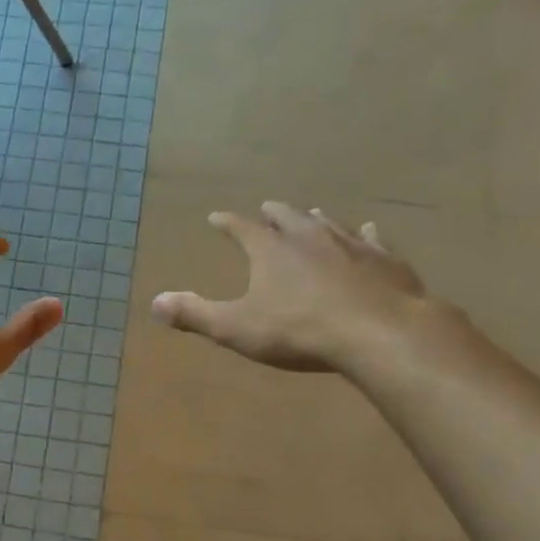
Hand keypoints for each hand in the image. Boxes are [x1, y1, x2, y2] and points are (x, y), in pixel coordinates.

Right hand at [152, 202, 433, 375]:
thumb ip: (196, 314)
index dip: (227, 223)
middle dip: (273, 213)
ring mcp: (351, 245)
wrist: (378, 333)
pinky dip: (365, 234)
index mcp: (271, 250)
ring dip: (315, 218)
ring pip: (328, 224)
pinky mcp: (385, 260)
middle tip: (266, 207)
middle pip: (287, 217)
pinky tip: (368, 229)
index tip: (215, 218)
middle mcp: (309, 237)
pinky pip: (371, 240)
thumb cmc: (299, 331)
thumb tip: (154, 302)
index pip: (241, 228)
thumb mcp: (236, 328)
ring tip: (311, 213)